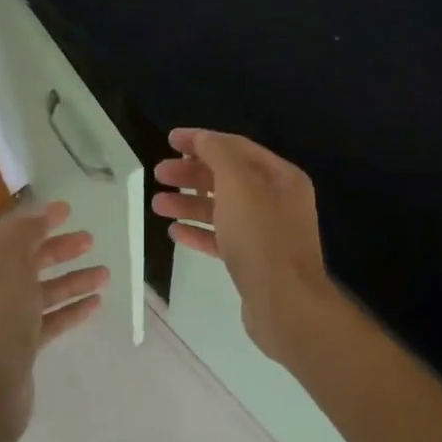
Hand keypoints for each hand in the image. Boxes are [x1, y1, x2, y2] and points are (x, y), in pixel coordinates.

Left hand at [0, 201, 106, 441]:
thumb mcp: (9, 268)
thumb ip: (23, 237)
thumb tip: (38, 218)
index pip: (8, 234)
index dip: (37, 220)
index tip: (68, 210)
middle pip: (26, 262)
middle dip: (58, 250)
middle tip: (90, 240)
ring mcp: (2, 321)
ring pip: (41, 292)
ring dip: (72, 280)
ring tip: (105, 274)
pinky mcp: (19, 347)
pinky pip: (48, 320)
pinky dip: (70, 310)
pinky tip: (95, 303)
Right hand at [153, 129, 336, 362]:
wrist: (284, 303)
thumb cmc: (261, 237)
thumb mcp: (238, 185)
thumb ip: (218, 155)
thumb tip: (201, 138)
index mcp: (281, 177)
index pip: (236, 148)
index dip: (202, 141)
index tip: (169, 140)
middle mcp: (277, 201)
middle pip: (228, 178)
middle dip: (191, 174)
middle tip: (158, 174)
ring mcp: (266, 233)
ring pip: (222, 210)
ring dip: (189, 204)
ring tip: (157, 205)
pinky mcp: (254, 261)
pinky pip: (223, 239)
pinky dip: (199, 232)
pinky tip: (175, 232)